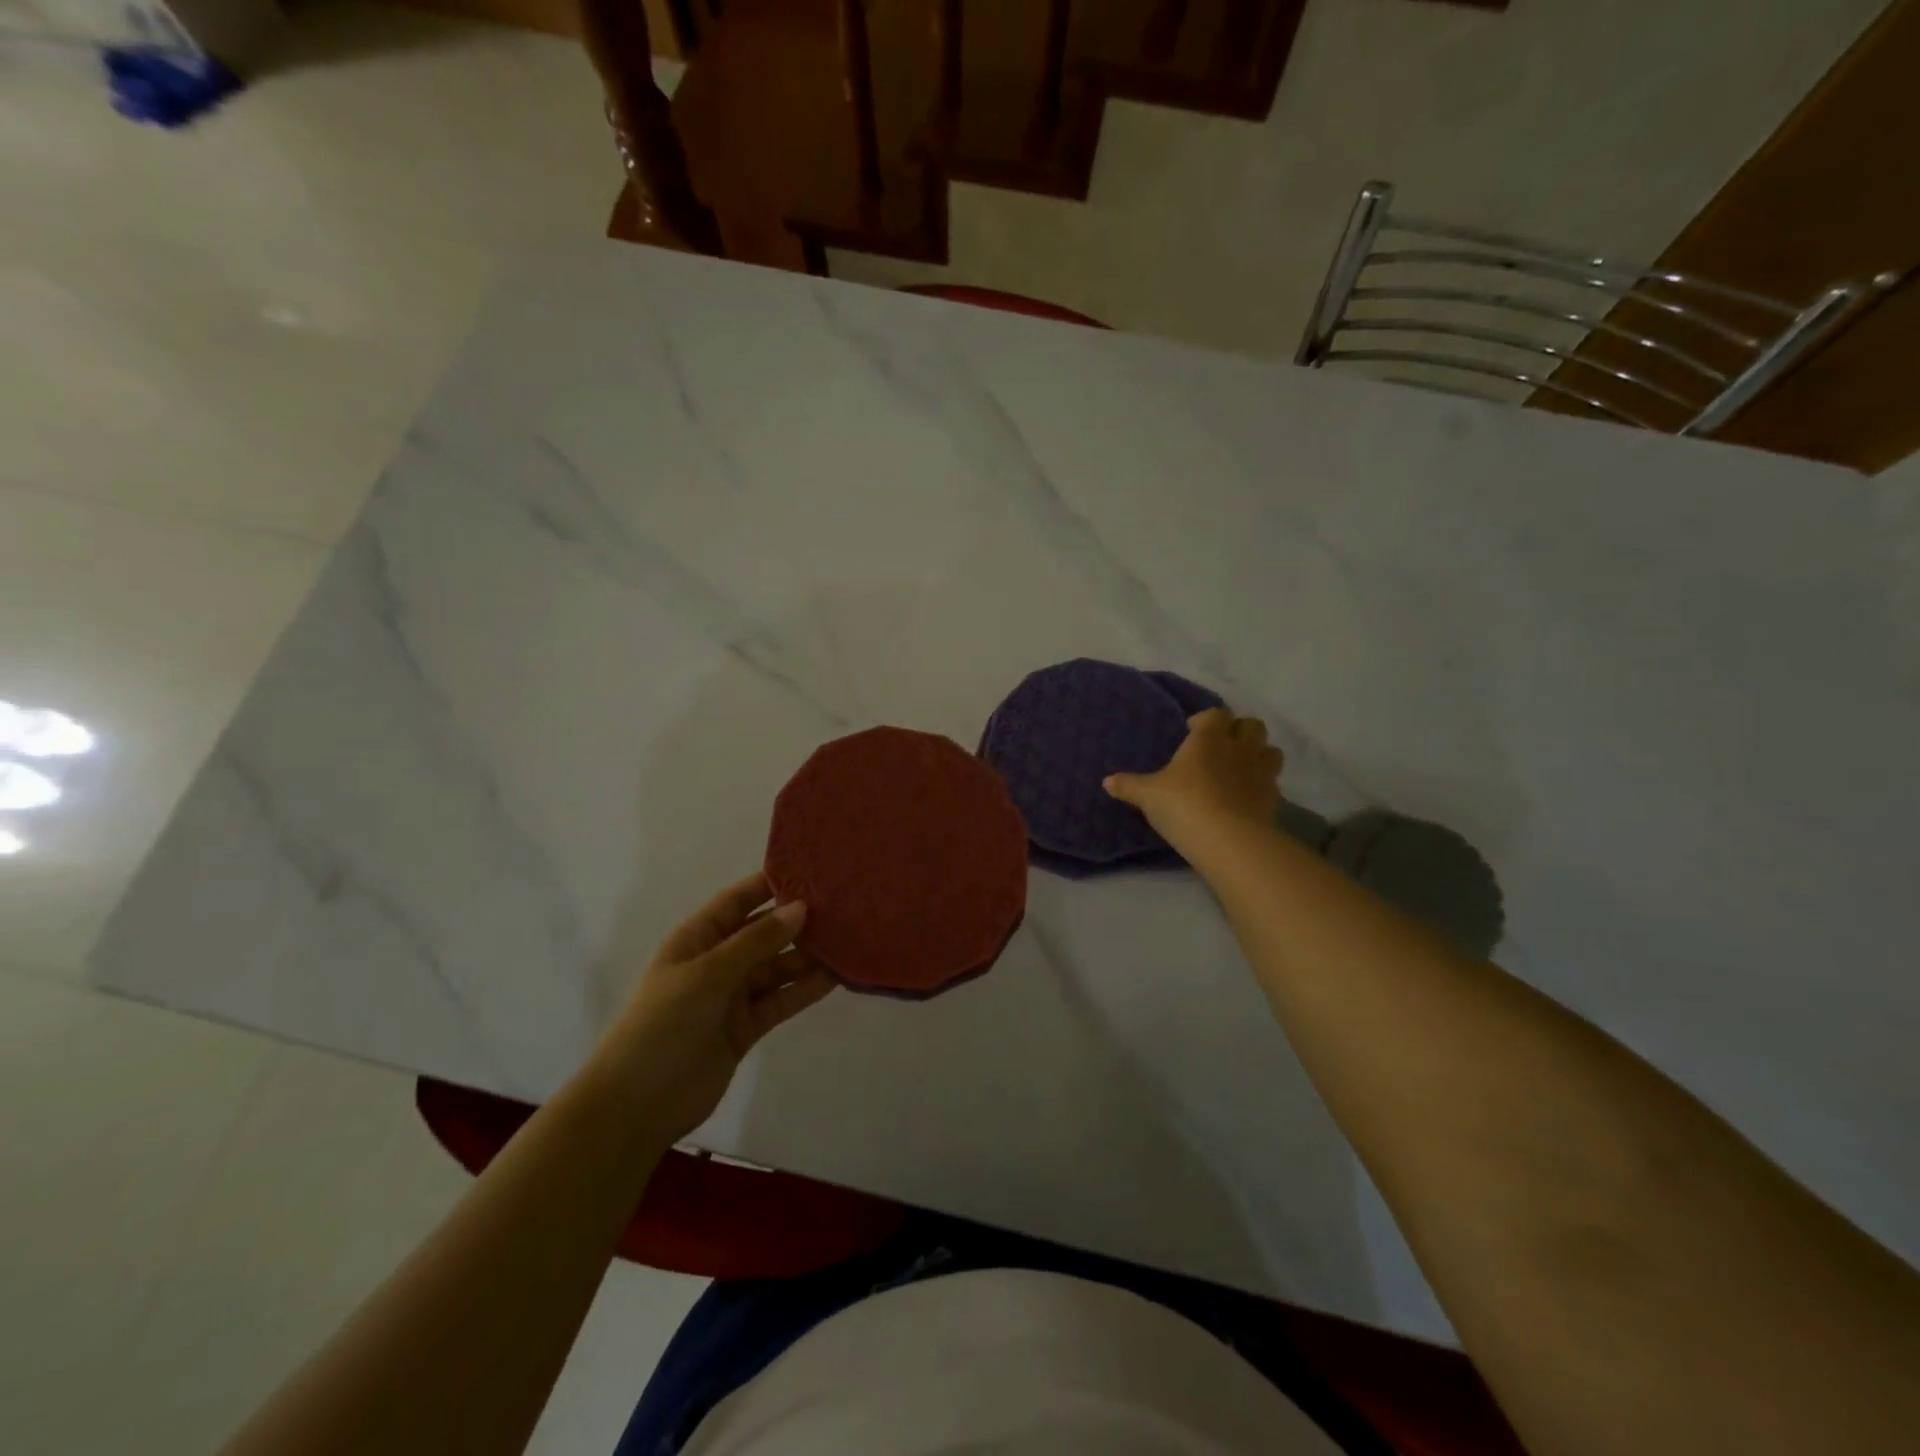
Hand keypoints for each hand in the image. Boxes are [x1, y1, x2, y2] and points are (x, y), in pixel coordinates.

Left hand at [591, 872, 835, 1146]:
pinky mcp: (745, 1028)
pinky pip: (780, 1000)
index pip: (736, 900)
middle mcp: (716, 961)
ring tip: (848, 941)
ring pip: (776, 968)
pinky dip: (804, 990)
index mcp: (696, 938)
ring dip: (807, 957)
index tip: (811, 871)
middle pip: (762, 933)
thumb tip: (800, 908)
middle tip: (842, 907)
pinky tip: (835, 978)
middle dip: (796, 921)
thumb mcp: (708, 974)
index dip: (769, 884)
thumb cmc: (663, 1024)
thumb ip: (756, 941)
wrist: (636, 1105)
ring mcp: (731, 996)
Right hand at [1104, 707, 1283, 848]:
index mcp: (1208, 738)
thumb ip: (1129, 786)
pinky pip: (1273, 782)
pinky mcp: (1273, 798)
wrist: (1227, 839)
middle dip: (1239, 731)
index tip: (1192, 731)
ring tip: (1240, 768)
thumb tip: (1107, 781)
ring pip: (1270, 750)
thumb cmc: (1182, 804)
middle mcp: (1239, 748)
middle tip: (1220, 746)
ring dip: (1258, 754)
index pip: (1215, 714)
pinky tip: (1246, 797)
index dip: (1205, 720)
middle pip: (1252, 725)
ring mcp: (1261, 772)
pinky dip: (1262, 784)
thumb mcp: (1147, 795)